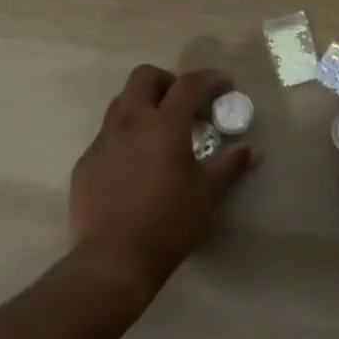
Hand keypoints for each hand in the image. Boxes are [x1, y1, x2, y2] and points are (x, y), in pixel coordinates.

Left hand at [69, 65, 256, 297]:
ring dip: (142, 106)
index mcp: (164, 124)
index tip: (224, 84)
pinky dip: (124, 137)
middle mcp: (130, 122)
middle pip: (144, 77)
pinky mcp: (85, 163)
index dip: (209, 78)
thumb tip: (252, 149)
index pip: (189, 84)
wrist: (112, 261)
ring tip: (158, 133)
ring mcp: (103, 141)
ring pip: (120, 103)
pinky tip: (134, 166)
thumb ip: (230, 166)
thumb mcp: (207, 194)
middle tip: (183, 103)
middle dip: (166, 81)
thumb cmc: (168, 223)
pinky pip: (106, 136)